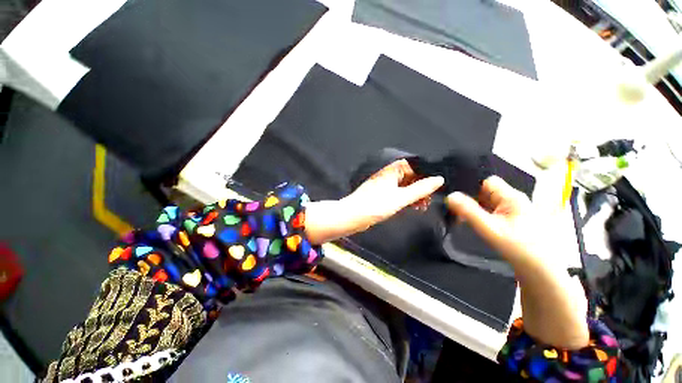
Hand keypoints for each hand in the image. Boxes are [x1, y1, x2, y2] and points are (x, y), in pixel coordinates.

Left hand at [304, 160, 442, 244]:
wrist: (353, 216)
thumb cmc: (376, 205)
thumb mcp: (401, 198)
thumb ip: (420, 189)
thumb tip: (439, 180)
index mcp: (392, 171)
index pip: (414, 166)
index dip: (425, 174)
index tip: (435, 185)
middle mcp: (388, 175)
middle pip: (409, 176)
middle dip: (421, 187)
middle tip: (429, 200)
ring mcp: (384, 185)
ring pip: (404, 186)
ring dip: (414, 194)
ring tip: (422, 206)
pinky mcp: (381, 195)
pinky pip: (397, 193)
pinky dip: (406, 199)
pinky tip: (412, 207)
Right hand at [447, 175, 588, 348]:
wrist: (540, 271)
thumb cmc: (518, 247)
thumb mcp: (490, 228)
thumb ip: (469, 211)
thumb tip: (450, 196)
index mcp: (512, 197)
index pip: (487, 181)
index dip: (472, 187)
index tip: (458, 199)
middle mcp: (514, 200)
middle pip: (486, 192)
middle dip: (471, 200)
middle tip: (457, 212)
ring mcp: (514, 211)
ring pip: (488, 202)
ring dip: (475, 209)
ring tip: (463, 219)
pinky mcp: (512, 220)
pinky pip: (492, 212)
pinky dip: (482, 215)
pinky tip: (476, 225)